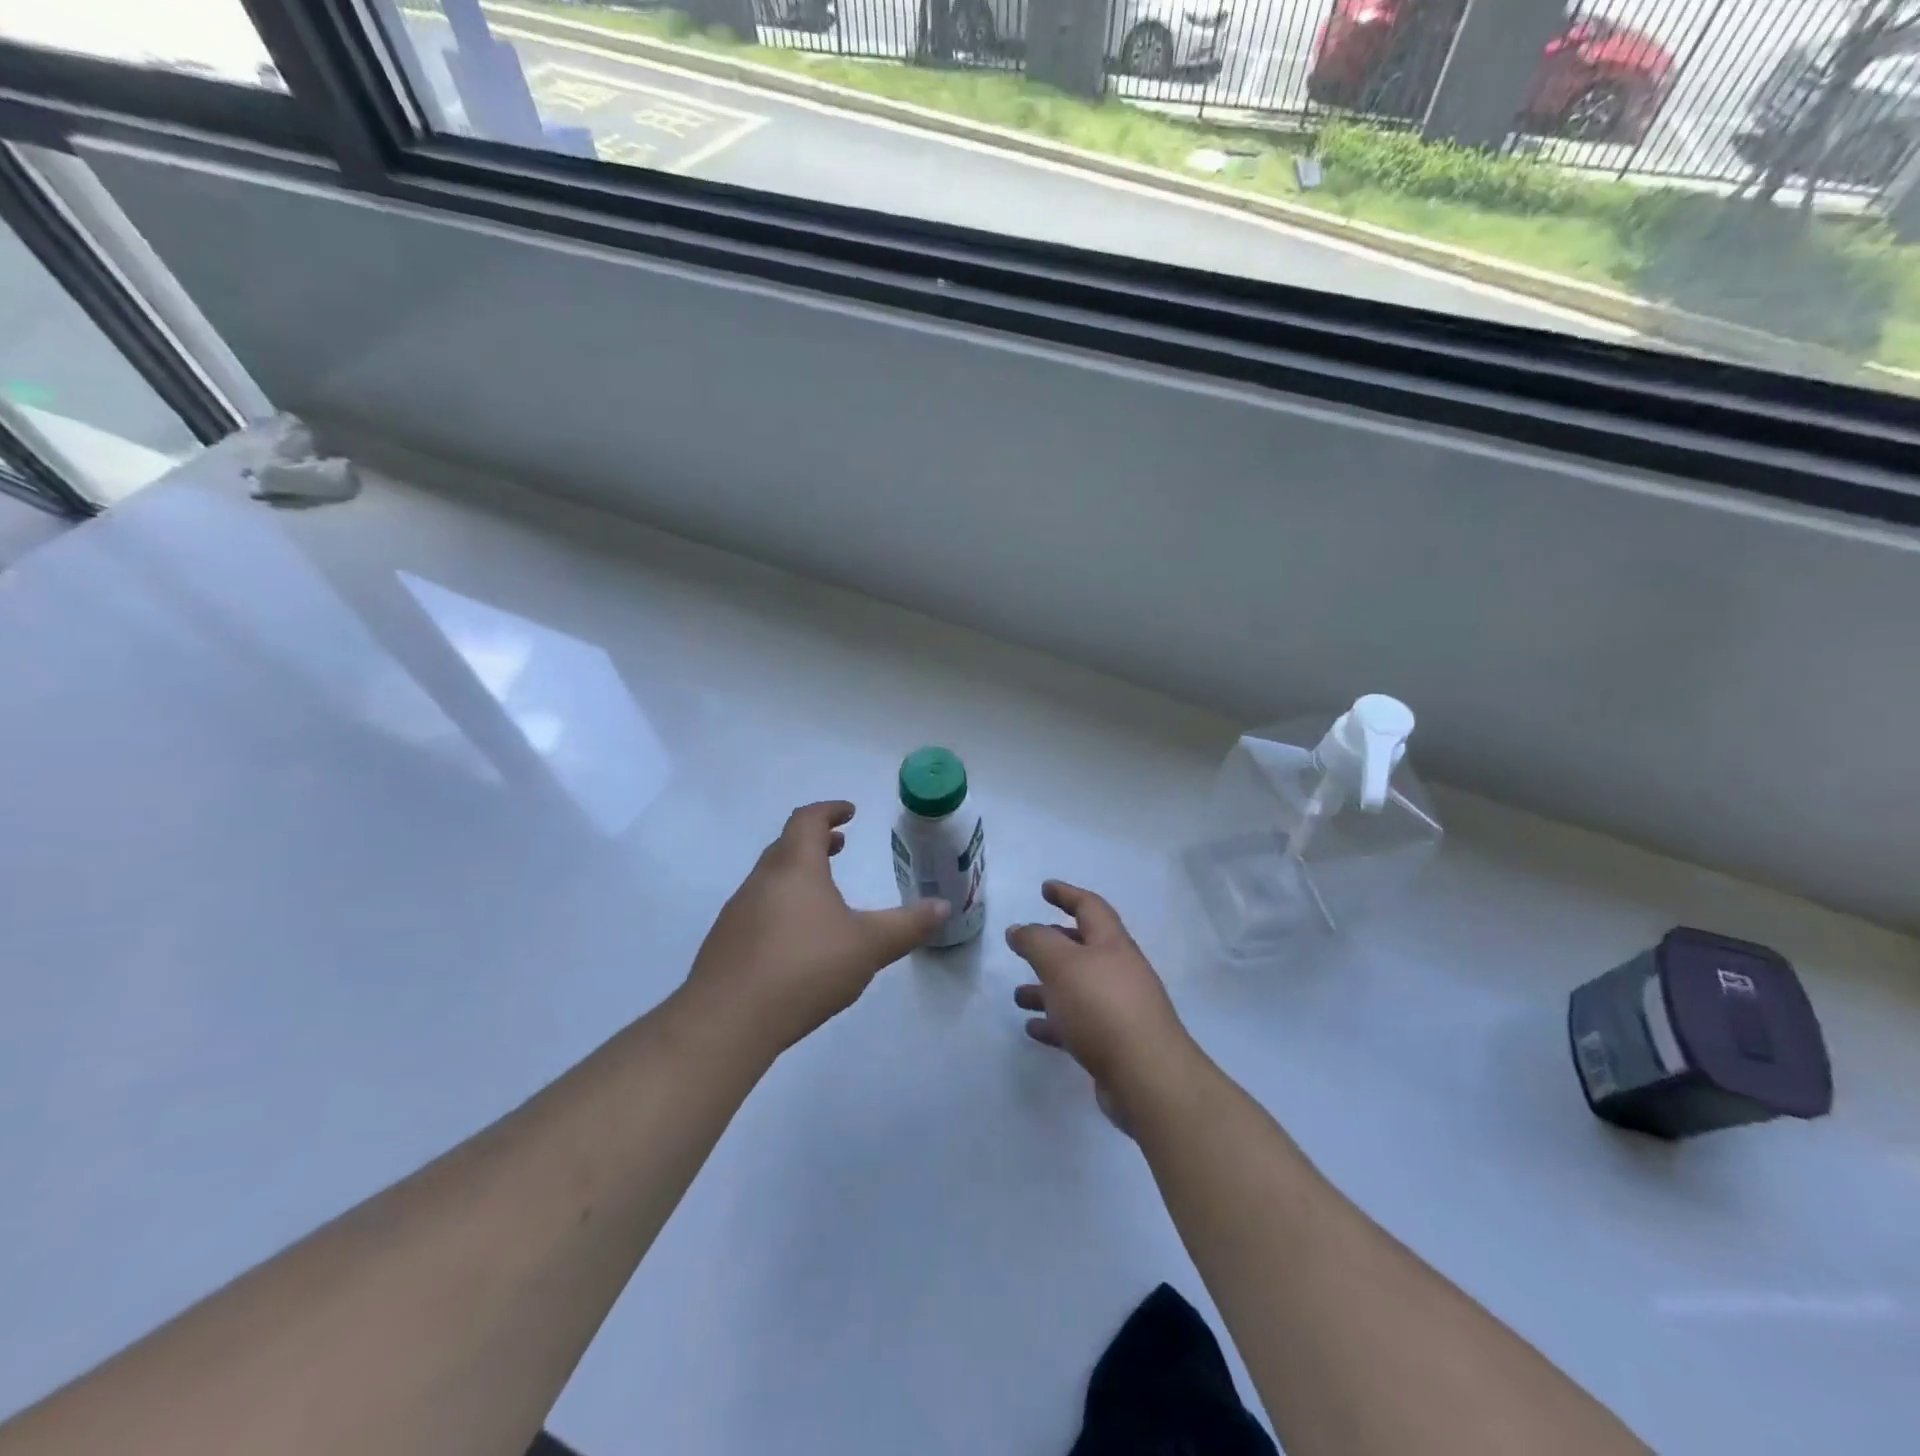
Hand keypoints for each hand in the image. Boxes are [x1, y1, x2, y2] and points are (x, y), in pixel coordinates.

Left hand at [682, 801, 947, 1055]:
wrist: (727, 1021)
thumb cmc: (804, 968)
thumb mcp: (868, 946)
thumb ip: (907, 925)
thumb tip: (943, 907)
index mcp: (795, 867)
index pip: (807, 820)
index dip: (829, 810)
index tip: (849, 813)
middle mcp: (762, 880)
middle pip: (786, 846)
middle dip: (815, 841)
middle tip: (839, 846)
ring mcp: (738, 912)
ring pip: (771, 878)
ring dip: (798, 874)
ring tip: (824, 894)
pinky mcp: (725, 943)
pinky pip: (758, 909)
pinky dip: (782, 905)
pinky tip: (797, 940)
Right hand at [1007, 881, 1196, 1117]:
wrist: (1147, 1078)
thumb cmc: (1102, 1007)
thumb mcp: (1061, 964)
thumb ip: (1036, 942)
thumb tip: (1018, 929)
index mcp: (1112, 944)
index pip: (1089, 907)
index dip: (1067, 894)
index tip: (1045, 888)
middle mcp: (1119, 971)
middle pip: (1084, 948)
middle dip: (1054, 945)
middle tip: (1026, 945)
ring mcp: (1120, 1009)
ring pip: (1077, 989)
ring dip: (1047, 988)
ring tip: (1018, 995)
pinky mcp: (1115, 1044)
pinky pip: (1079, 1024)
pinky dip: (1055, 1022)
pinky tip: (1034, 1029)